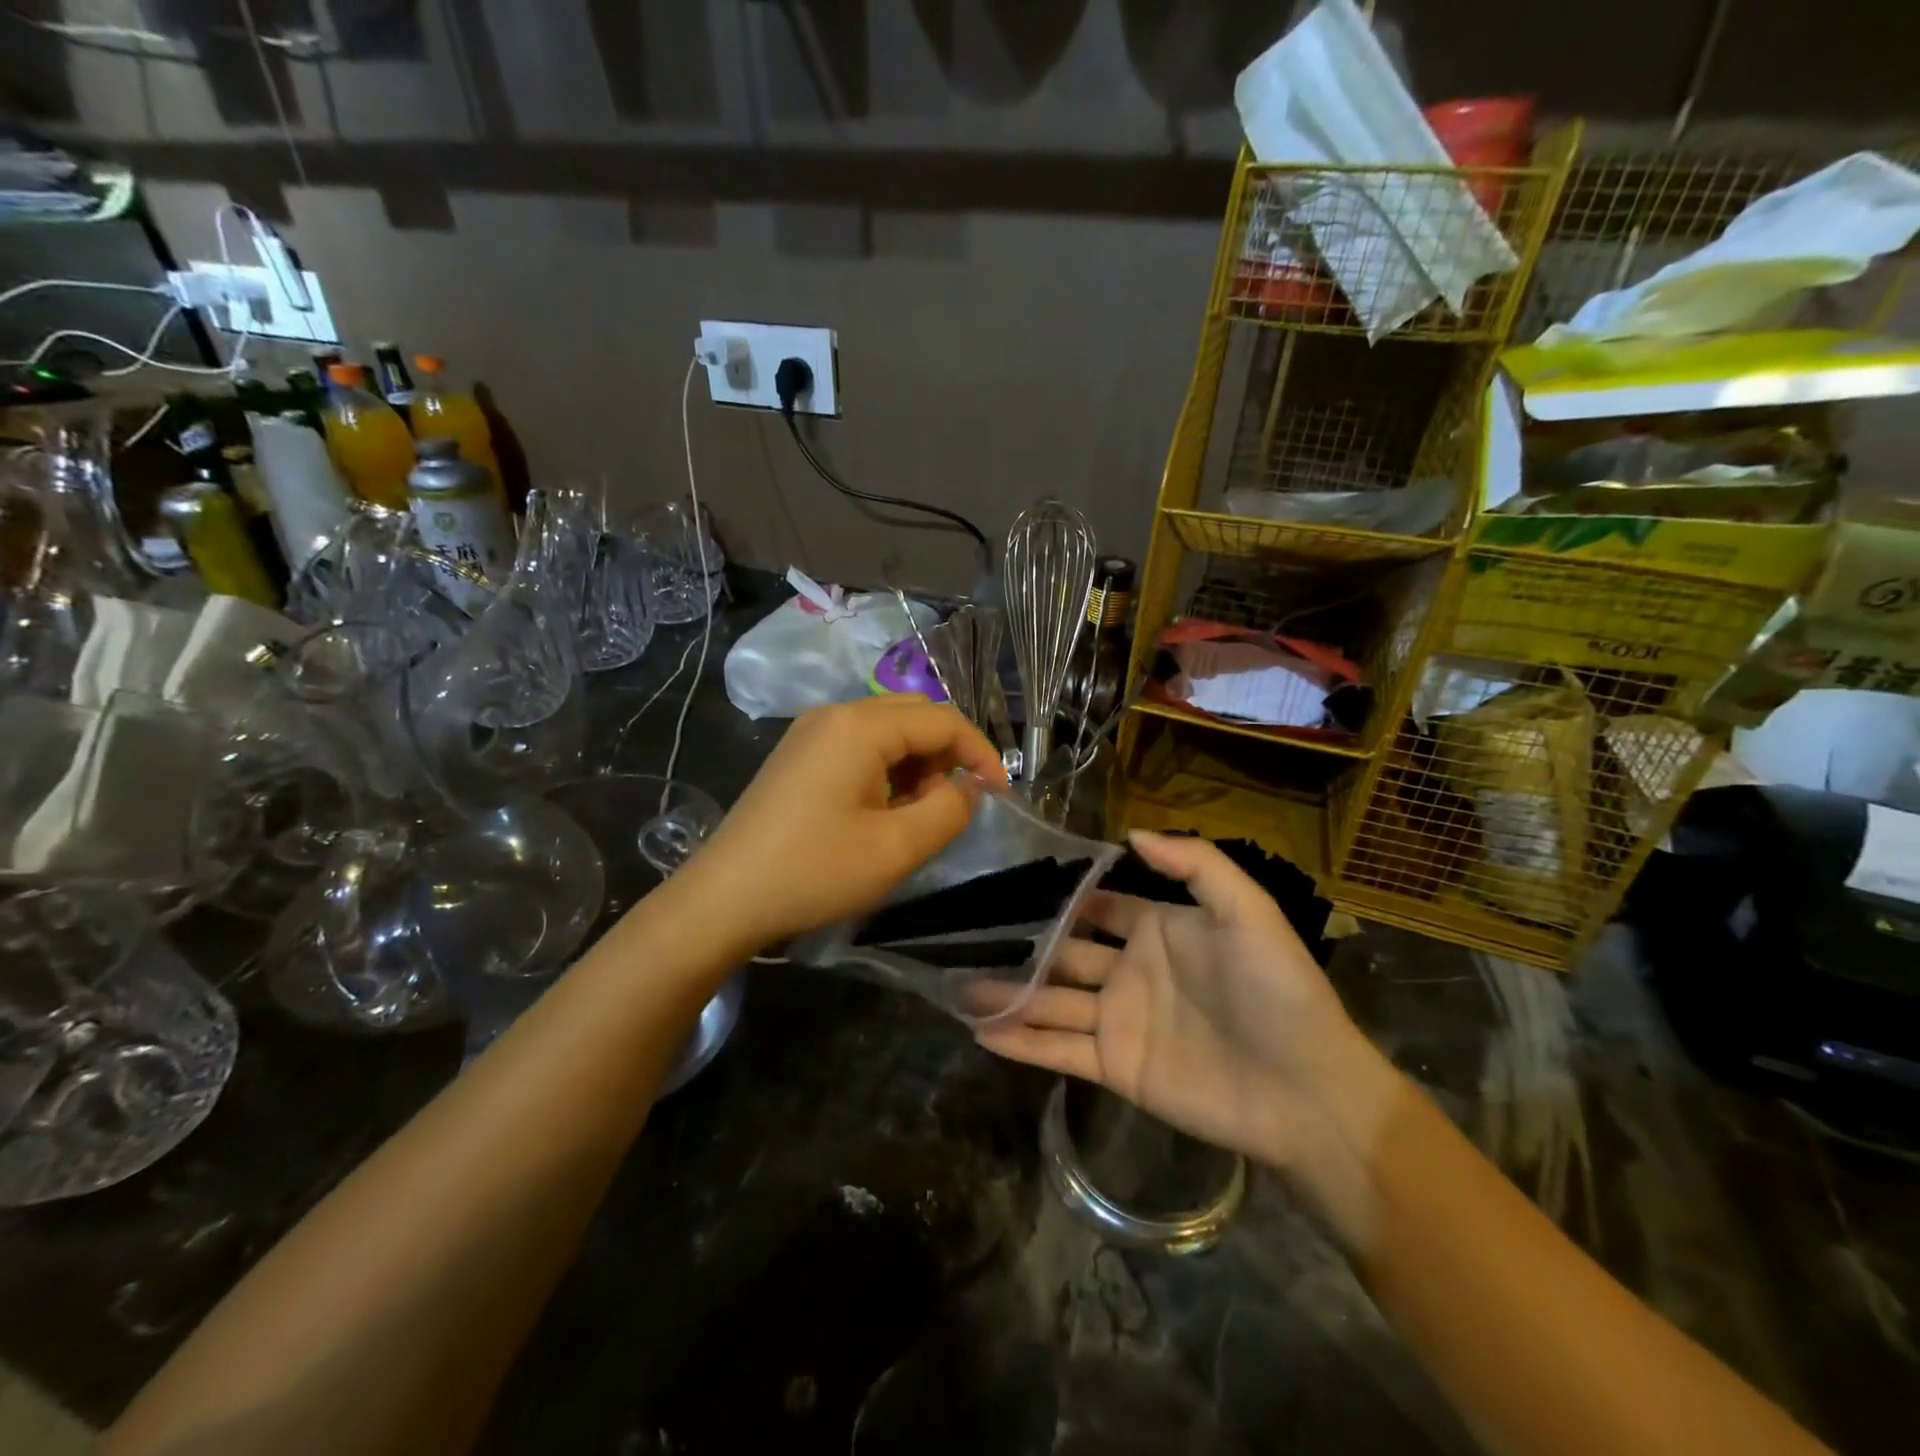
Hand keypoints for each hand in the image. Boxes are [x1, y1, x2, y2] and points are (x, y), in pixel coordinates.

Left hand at [675, 695, 1006, 948]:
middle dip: (947, 755)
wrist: (724, 898)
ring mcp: (812, 731)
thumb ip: (949, 809)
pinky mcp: (799, 754)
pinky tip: (881, 811)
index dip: (980, 754)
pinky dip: (887, 769)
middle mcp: (836, 713)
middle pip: (915, 715)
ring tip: (916, 815)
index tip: (1000, 795)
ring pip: (888, 730)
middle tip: (954, 804)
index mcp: (861, 725)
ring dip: (916, 764)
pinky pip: (860, 745)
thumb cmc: (814, 871)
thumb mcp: (897, 847)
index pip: (943, 720)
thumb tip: (967, 787)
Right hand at [976, 830, 1394, 1173]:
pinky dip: (1020, 1042)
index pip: (1097, 906)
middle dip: (1019, 946)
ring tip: (956, 985)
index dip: (1060, 897)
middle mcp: (1130, 971)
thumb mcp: (1247, 911)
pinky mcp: (1115, 1068)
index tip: (1010, 884)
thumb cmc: (1278, 991)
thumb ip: (1195, 864)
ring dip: (1006, 994)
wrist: (1307, 1092)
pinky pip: (1058, 1052)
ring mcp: (1118, 1022)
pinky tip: (980, 1031)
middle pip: (1063, 954)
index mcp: (1157, 930)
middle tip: (965, 936)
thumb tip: (1131, 835)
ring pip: (1050, 1002)